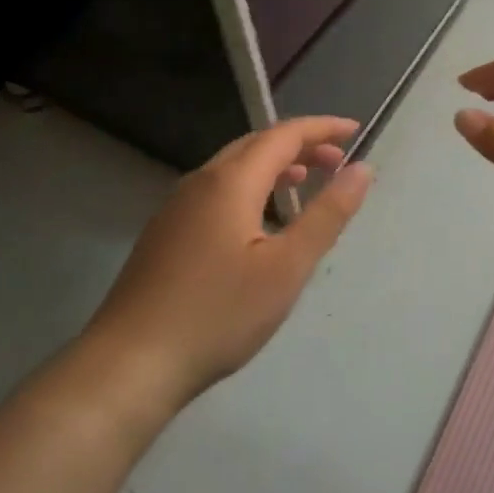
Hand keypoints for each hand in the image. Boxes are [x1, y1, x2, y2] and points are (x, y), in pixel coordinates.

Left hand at [76, 117, 372, 416]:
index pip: (283, 135)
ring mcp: (175, 208)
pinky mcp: (164, 234)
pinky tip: (258, 223)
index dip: (322, 128)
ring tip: (303, 183)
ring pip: (232, 169)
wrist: (130, 364)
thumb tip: (362, 169)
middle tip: (335, 162)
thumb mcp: (287, 267)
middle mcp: (199, 182)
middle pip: (255, 146)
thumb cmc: (218, 314)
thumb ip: (327, 214)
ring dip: (273, 167)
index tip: (354, 130)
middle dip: (299, 146)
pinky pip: (215, 193)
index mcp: (229, 182)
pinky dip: (249, 189)